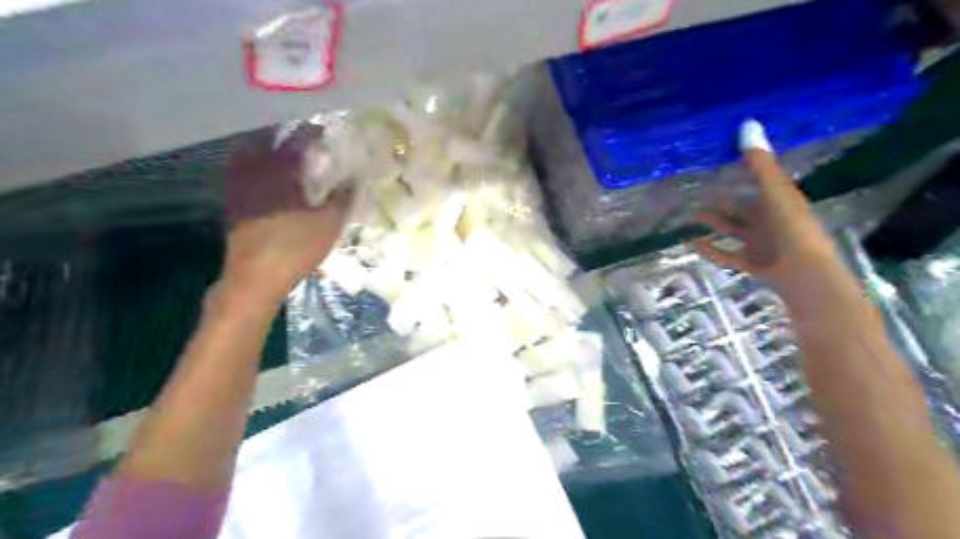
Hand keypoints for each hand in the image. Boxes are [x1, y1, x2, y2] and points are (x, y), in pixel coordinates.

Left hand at [219, 124, 350, 303]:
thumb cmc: (296, 245)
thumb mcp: (330, 222)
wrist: (256, 276)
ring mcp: (239, 187)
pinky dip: (259, 171)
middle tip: (305, 142)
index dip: (313, 133)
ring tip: (289, 158)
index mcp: (280, 170)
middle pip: (268, 141)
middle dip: (287, 138)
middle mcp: (255, 171)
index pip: (297, 140)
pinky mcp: (234, 204)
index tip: (325, 131)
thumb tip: (354, 179)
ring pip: (252, 157)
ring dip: (270, 152)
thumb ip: (343, 197)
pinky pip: (245, 175)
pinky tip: (272, 182)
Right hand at [690, 120, 845, 300]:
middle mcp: (770, 221)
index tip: (723, 159)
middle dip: (723, 199)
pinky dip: (708, 248)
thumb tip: (747, 125)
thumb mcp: (777, 193)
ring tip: (692, 214)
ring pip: (732, 229)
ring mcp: (760, 244)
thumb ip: (760, 164)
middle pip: (743, 207)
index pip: (762, 182)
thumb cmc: (794, 230)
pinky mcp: (751, 263)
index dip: (745, 170)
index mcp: (781, 202)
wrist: (805, 276)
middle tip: (699, 190)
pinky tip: (689, 242)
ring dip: (714, 222)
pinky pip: (725, 254)